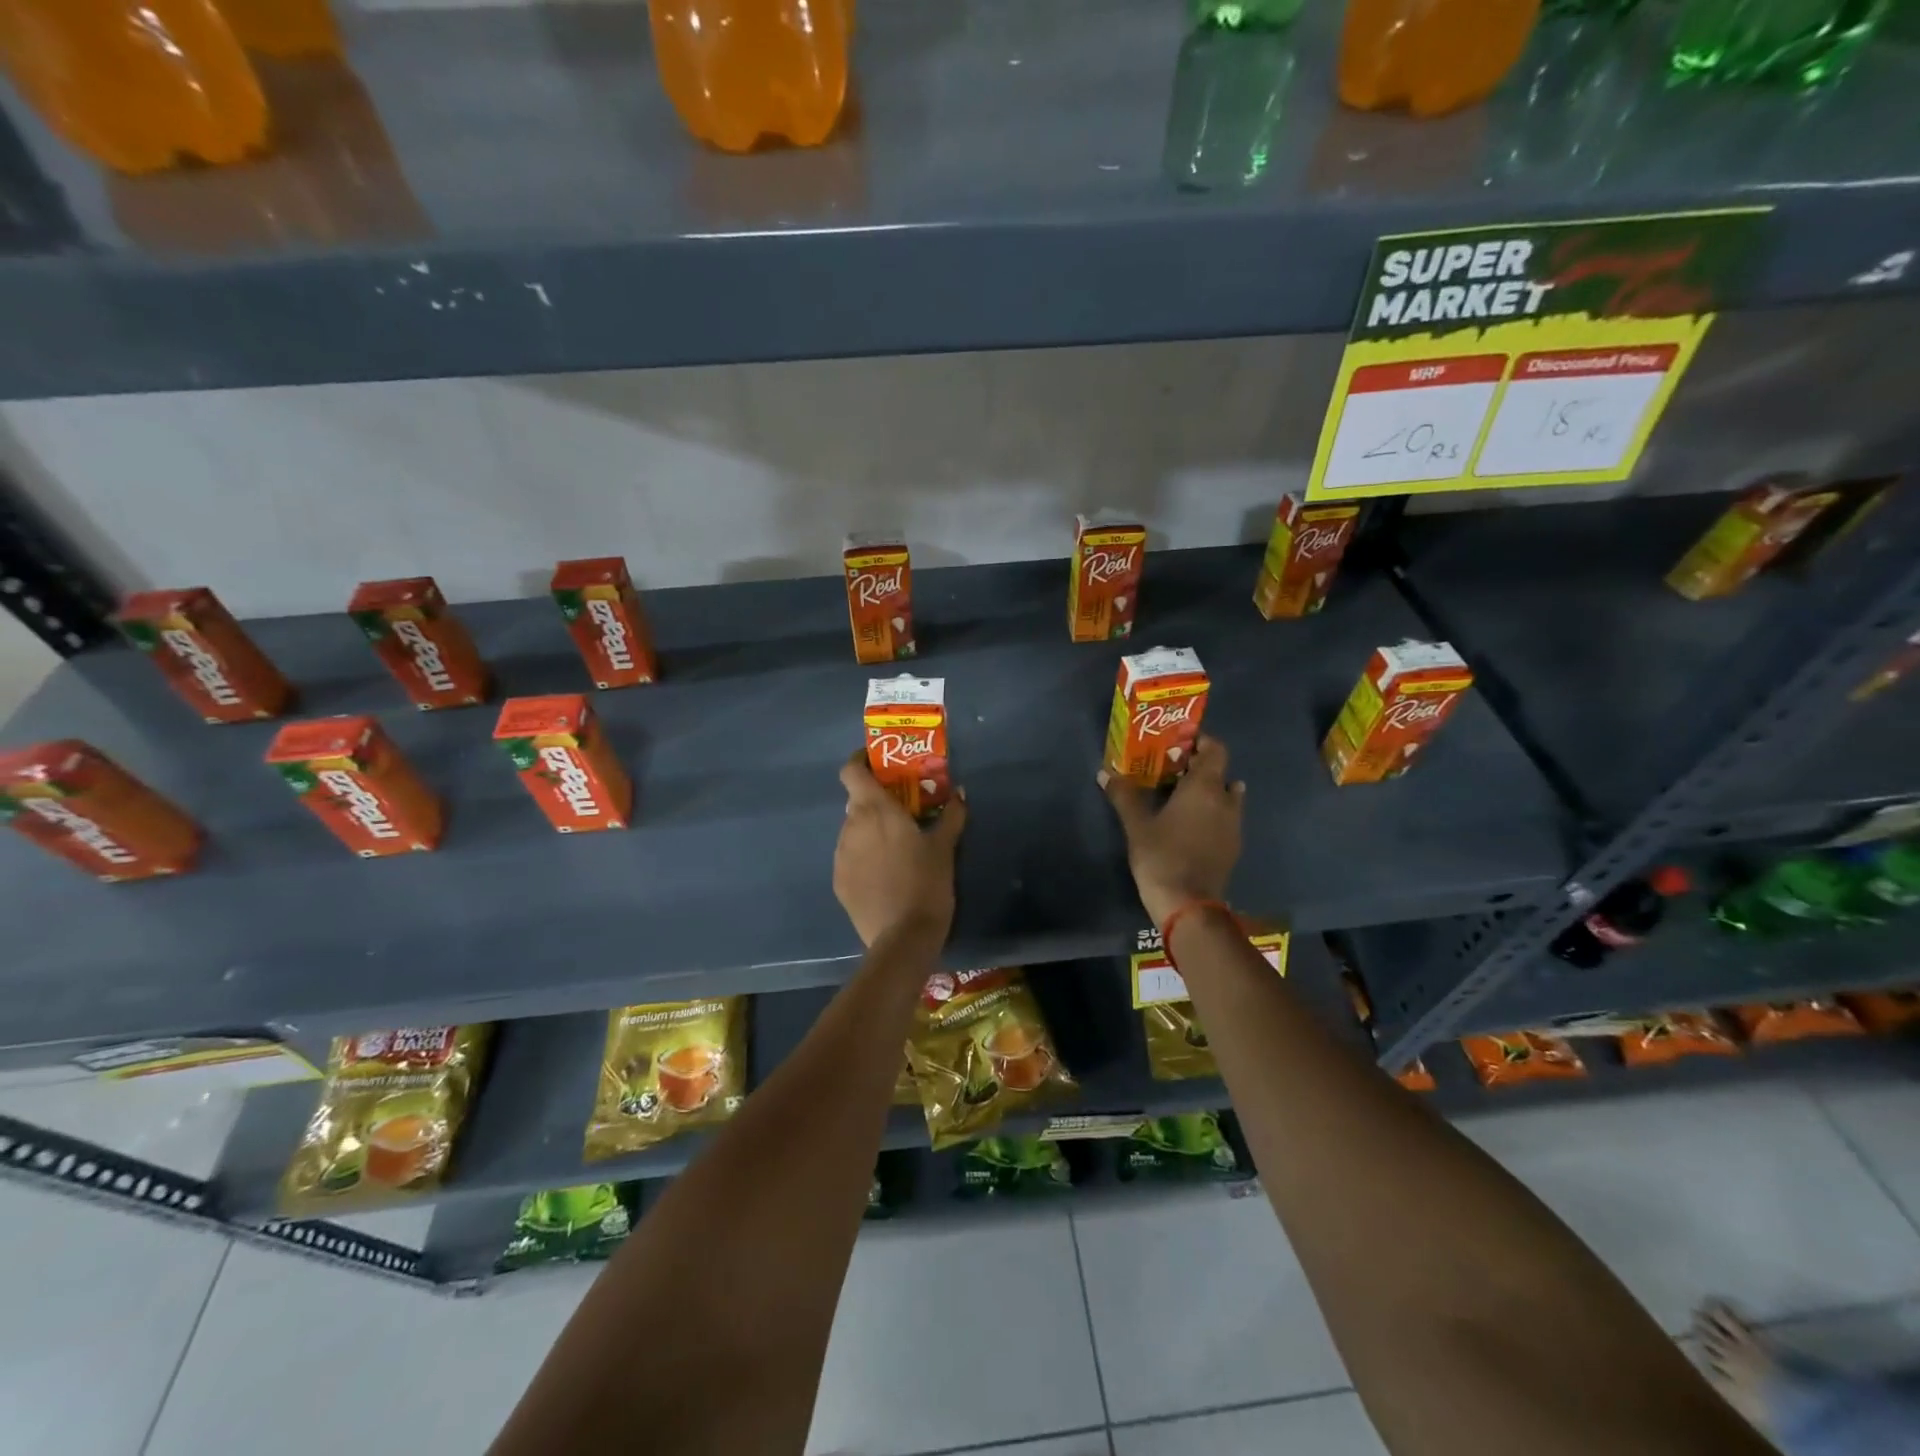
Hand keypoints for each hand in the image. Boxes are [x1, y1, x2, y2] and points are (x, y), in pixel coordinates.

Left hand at [835, 753, 966, 947]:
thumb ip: (951, 815)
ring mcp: (841, 855)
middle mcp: (851, 827)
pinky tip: (885, 875)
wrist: (903, 937)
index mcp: (874, 810)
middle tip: (902, 812)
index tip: (878, 764)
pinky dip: (864, 857)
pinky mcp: (838, 881)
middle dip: (876, 802)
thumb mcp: (945, 847)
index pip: (851, 771)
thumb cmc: (926, 883)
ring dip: (870, 831)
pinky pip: (850, 857)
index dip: (860, 762)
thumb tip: (959, 792)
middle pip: (856, 801)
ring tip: (896, 848)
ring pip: (853, 830)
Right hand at [1100, 735, 1243, 926]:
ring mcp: (1234, 825)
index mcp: (1205, 787)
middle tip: (1171, 771)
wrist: (1188, 904)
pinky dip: (1213, 813)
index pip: (1216, 749)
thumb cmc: (1162, 856)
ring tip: (1182, 798)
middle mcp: (1226, 800)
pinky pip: (1226, 818)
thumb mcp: (1136, 825)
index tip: (1179, 745)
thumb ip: (1123, 795)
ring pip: (1226, 796)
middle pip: (1220, 772)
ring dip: (1209, 791)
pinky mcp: (1233, 846)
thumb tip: (1105, 773)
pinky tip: (1190, 825)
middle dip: (1199, 768)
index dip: (1201, 742)